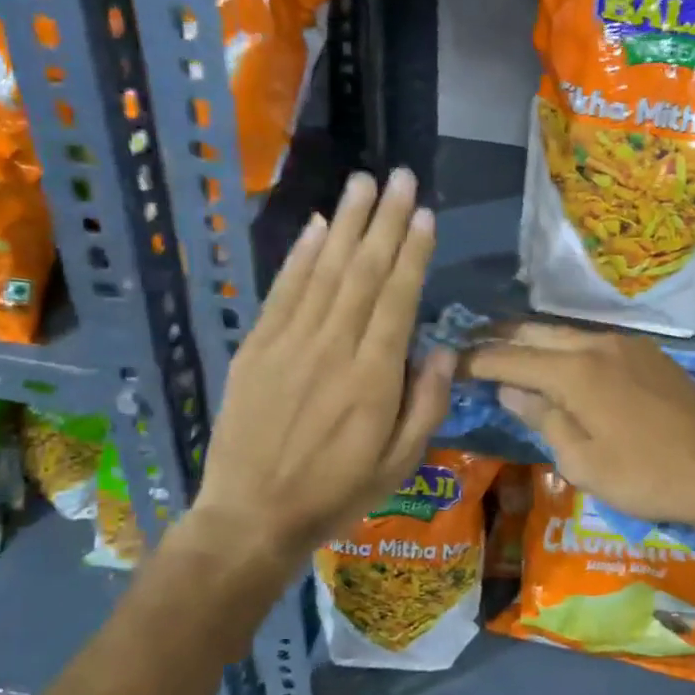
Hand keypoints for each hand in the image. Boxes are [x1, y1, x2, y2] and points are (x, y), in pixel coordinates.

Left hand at [190, 169, 454, 563]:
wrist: (251, 517)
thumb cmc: (337, 493)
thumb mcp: (401, 463)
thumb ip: (427, 404)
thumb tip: (443, 348)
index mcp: (373, 377)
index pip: (397, 298)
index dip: (412, 252)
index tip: (423, 213)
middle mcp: (333, 347)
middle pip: (362, 271)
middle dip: (383, 220)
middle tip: (398, 177)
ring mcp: (289, 343)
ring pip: (324, 271)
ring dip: (345, 223)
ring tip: (362, 183)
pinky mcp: (256, 347)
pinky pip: (282, 291)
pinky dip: (299, 255)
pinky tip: (315, 226)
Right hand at [460, 323, 694, 533]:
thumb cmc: (646, 475)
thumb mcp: (583, 461)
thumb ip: (542, 418)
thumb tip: (510, 389)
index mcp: (574, 370)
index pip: (509, 357)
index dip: (475, 359)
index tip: (448, 362)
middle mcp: (596, 343)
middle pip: (535, 332)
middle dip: (500, 339)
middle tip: (471, 348)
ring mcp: (626, 344)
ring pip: (565, 333)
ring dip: (533, 341)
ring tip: (508, 352)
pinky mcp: (647, 353)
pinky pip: (593, 341)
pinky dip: (566, 348)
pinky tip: (560, 363)